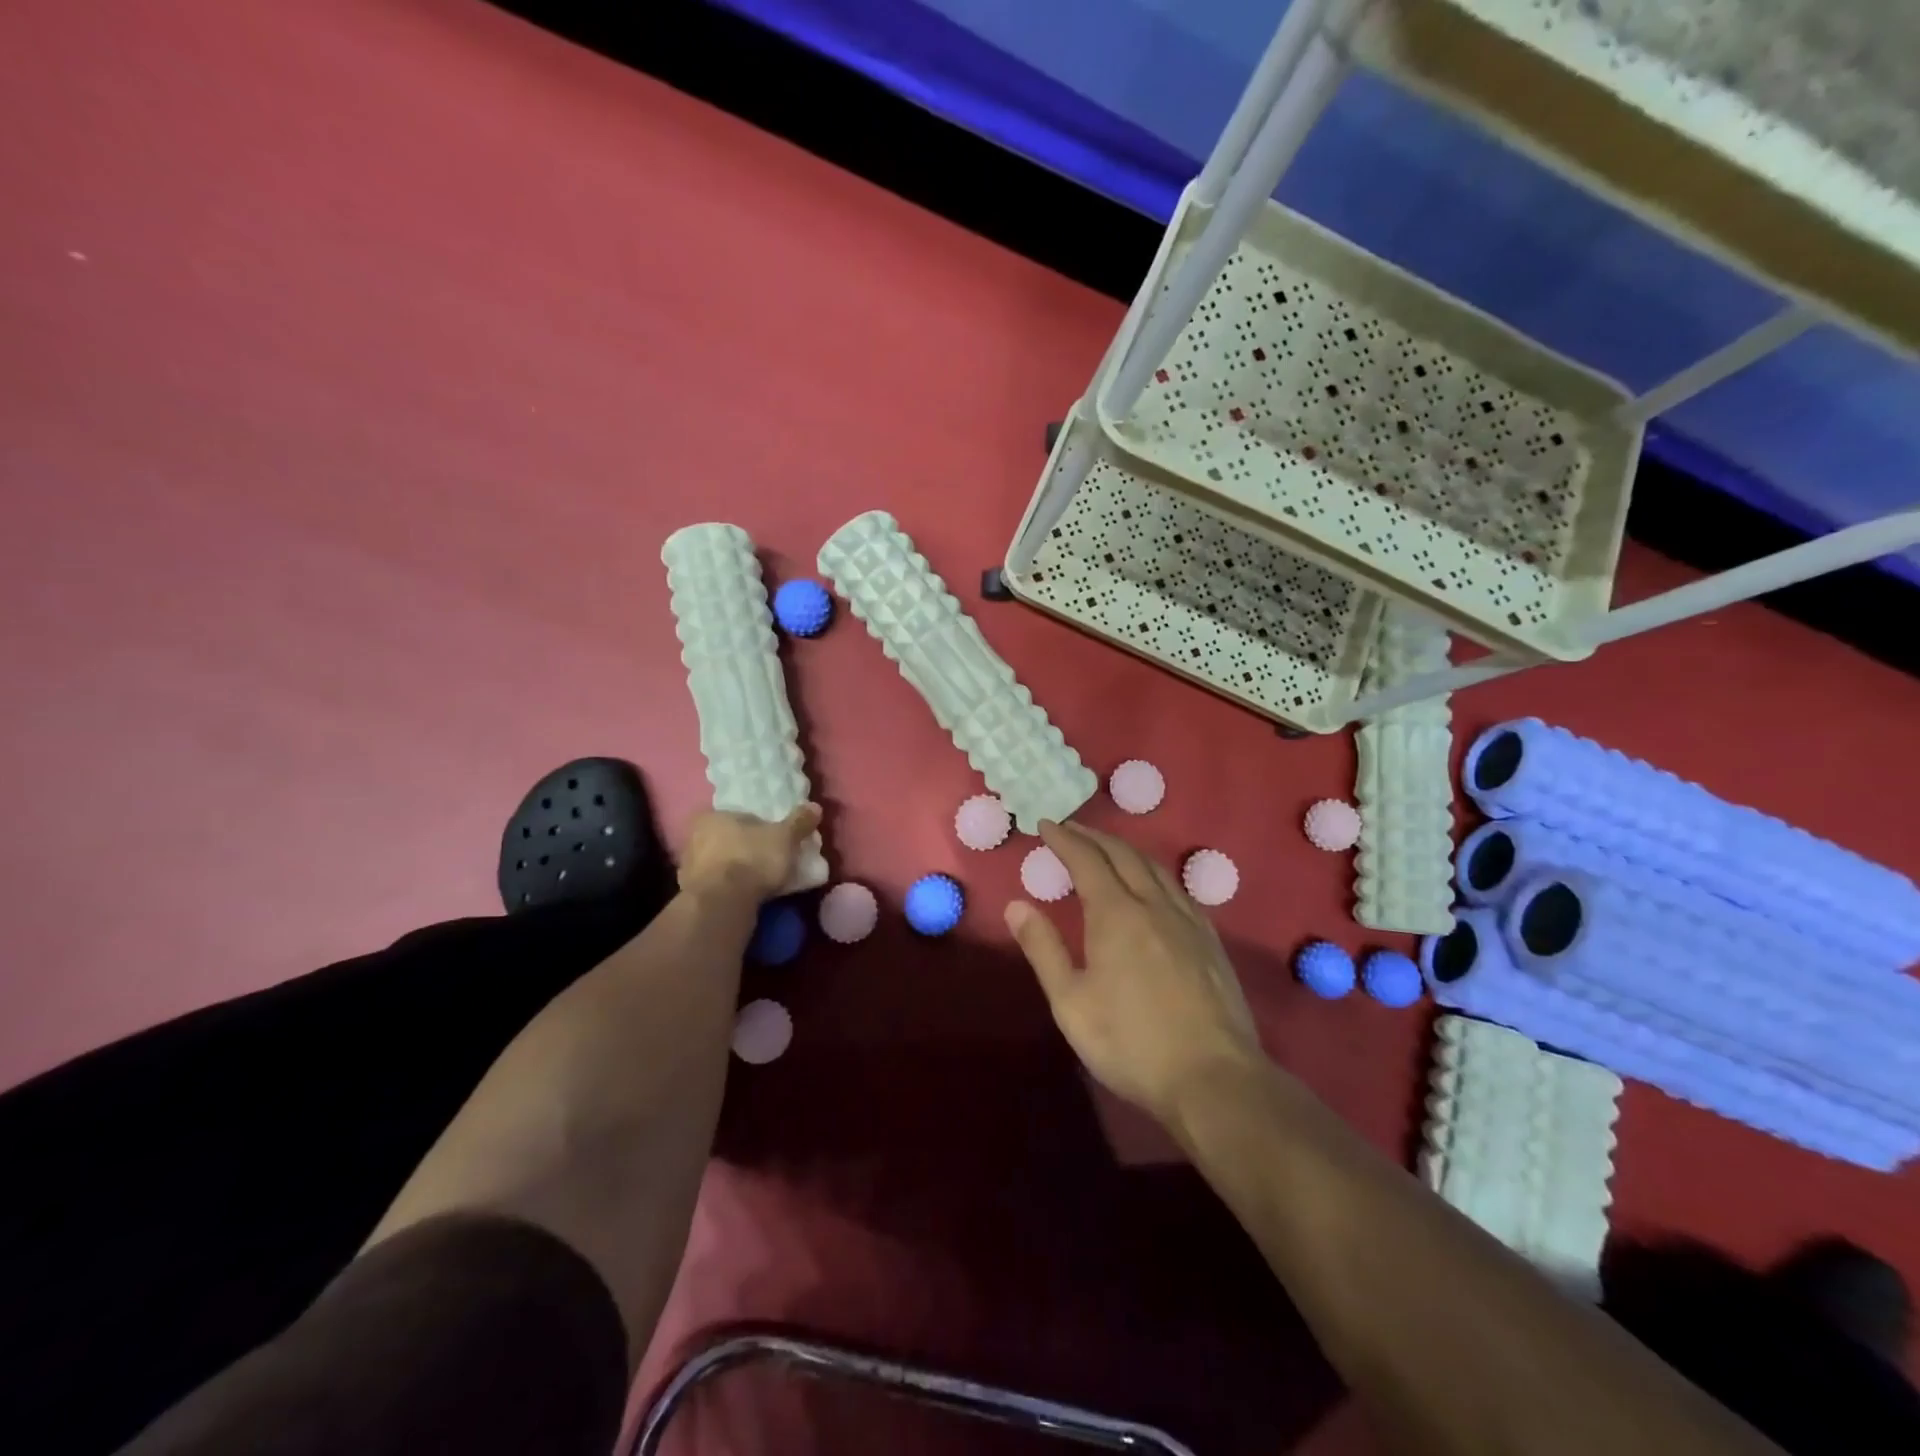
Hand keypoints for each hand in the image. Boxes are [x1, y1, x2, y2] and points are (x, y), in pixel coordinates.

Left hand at [678, 804, 820, 901]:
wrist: (723, 903)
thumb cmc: (752, 858)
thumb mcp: (785, 837)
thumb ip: (799, 822)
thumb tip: (815, 806)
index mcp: (711, 816)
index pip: (735, 815)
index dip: (754, 825)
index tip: (771, 837)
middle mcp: (693, 838)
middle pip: (725, 839)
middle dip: (744, 847)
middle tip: (767, 858)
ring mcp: (688, 868)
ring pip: (718, 863)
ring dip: (734, 870)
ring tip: (759, 880)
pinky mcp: (690, 895)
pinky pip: (715, 886)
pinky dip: (728, 889)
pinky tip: (745, 896)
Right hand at [1005, 820, 1261, 1122]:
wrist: (1213, 1078)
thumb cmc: (1130, 1043)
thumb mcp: (1071, 1002)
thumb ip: (1043, 949)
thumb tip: (1016, 905)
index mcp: (1116, 914)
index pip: (1087, 860)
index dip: (1065, 839)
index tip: (1046, 824)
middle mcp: (1154, 904)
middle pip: (1123, 855)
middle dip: (1094, 836)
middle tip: (1072, 829)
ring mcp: (1188, 920)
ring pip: (1156, 867)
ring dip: (1126, 849)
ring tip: (1108, 848)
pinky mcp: (1211, 940)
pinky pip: (1178, 888)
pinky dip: (1155, 872)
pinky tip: (1154, 885)